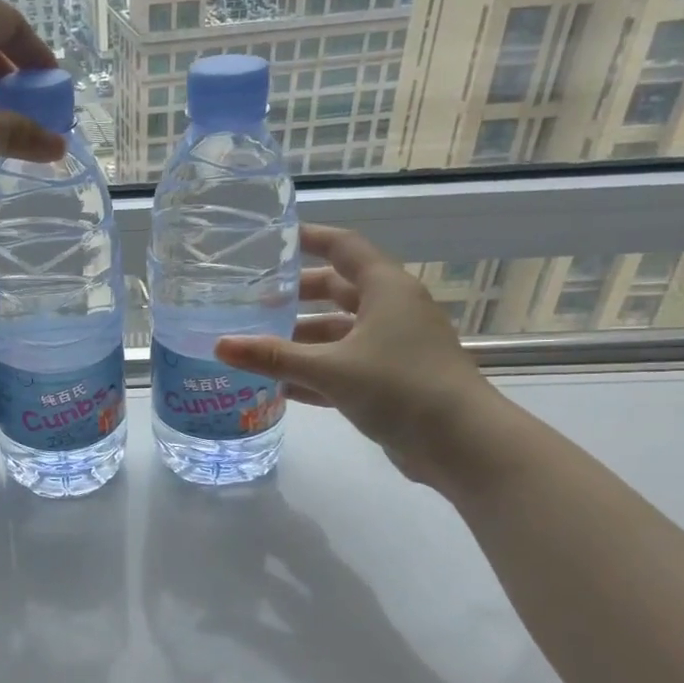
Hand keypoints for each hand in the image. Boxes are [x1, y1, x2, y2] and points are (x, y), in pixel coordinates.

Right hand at [214, 225, 509, 490]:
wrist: (463, 445)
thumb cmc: (401, 387)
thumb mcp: (330, 368)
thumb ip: (273, 357)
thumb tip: (220, 345)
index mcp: (386, 289)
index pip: (344, 247)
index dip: (310, 238)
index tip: (273, 240)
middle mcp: (392, 311)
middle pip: (337, 291)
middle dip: (296, 296)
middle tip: (253, 302)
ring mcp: (394, 347)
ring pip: (339, 333)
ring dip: (302, 340)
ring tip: (258, 348)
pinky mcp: (392, 381)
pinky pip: (345, 366)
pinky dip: (316, 373)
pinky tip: (281, 389)